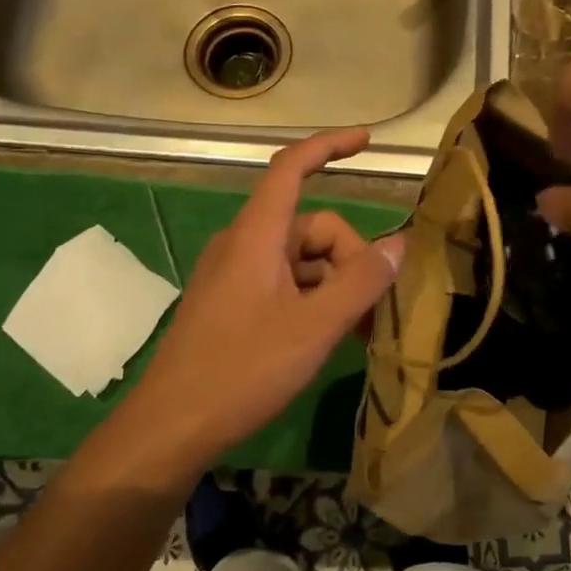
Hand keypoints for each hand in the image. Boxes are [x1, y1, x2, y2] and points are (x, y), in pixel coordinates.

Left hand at [118, 128, 404, 475]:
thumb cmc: (242, 370)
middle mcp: (244, 244)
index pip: (291, 167)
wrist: (170, 428)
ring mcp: (235, 275)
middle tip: (372, 310)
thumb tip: (400, 244)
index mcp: (256, 235)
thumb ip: (361, 283)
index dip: (329, 146)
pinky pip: (285, 284)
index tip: (368, 142)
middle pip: (312, 226)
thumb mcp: (315, 327)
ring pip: (302, 260)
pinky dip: (314, 299)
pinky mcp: (232, 303)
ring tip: (359, 331)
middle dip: (350, 258)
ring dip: (336, 285)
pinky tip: (330, 337)